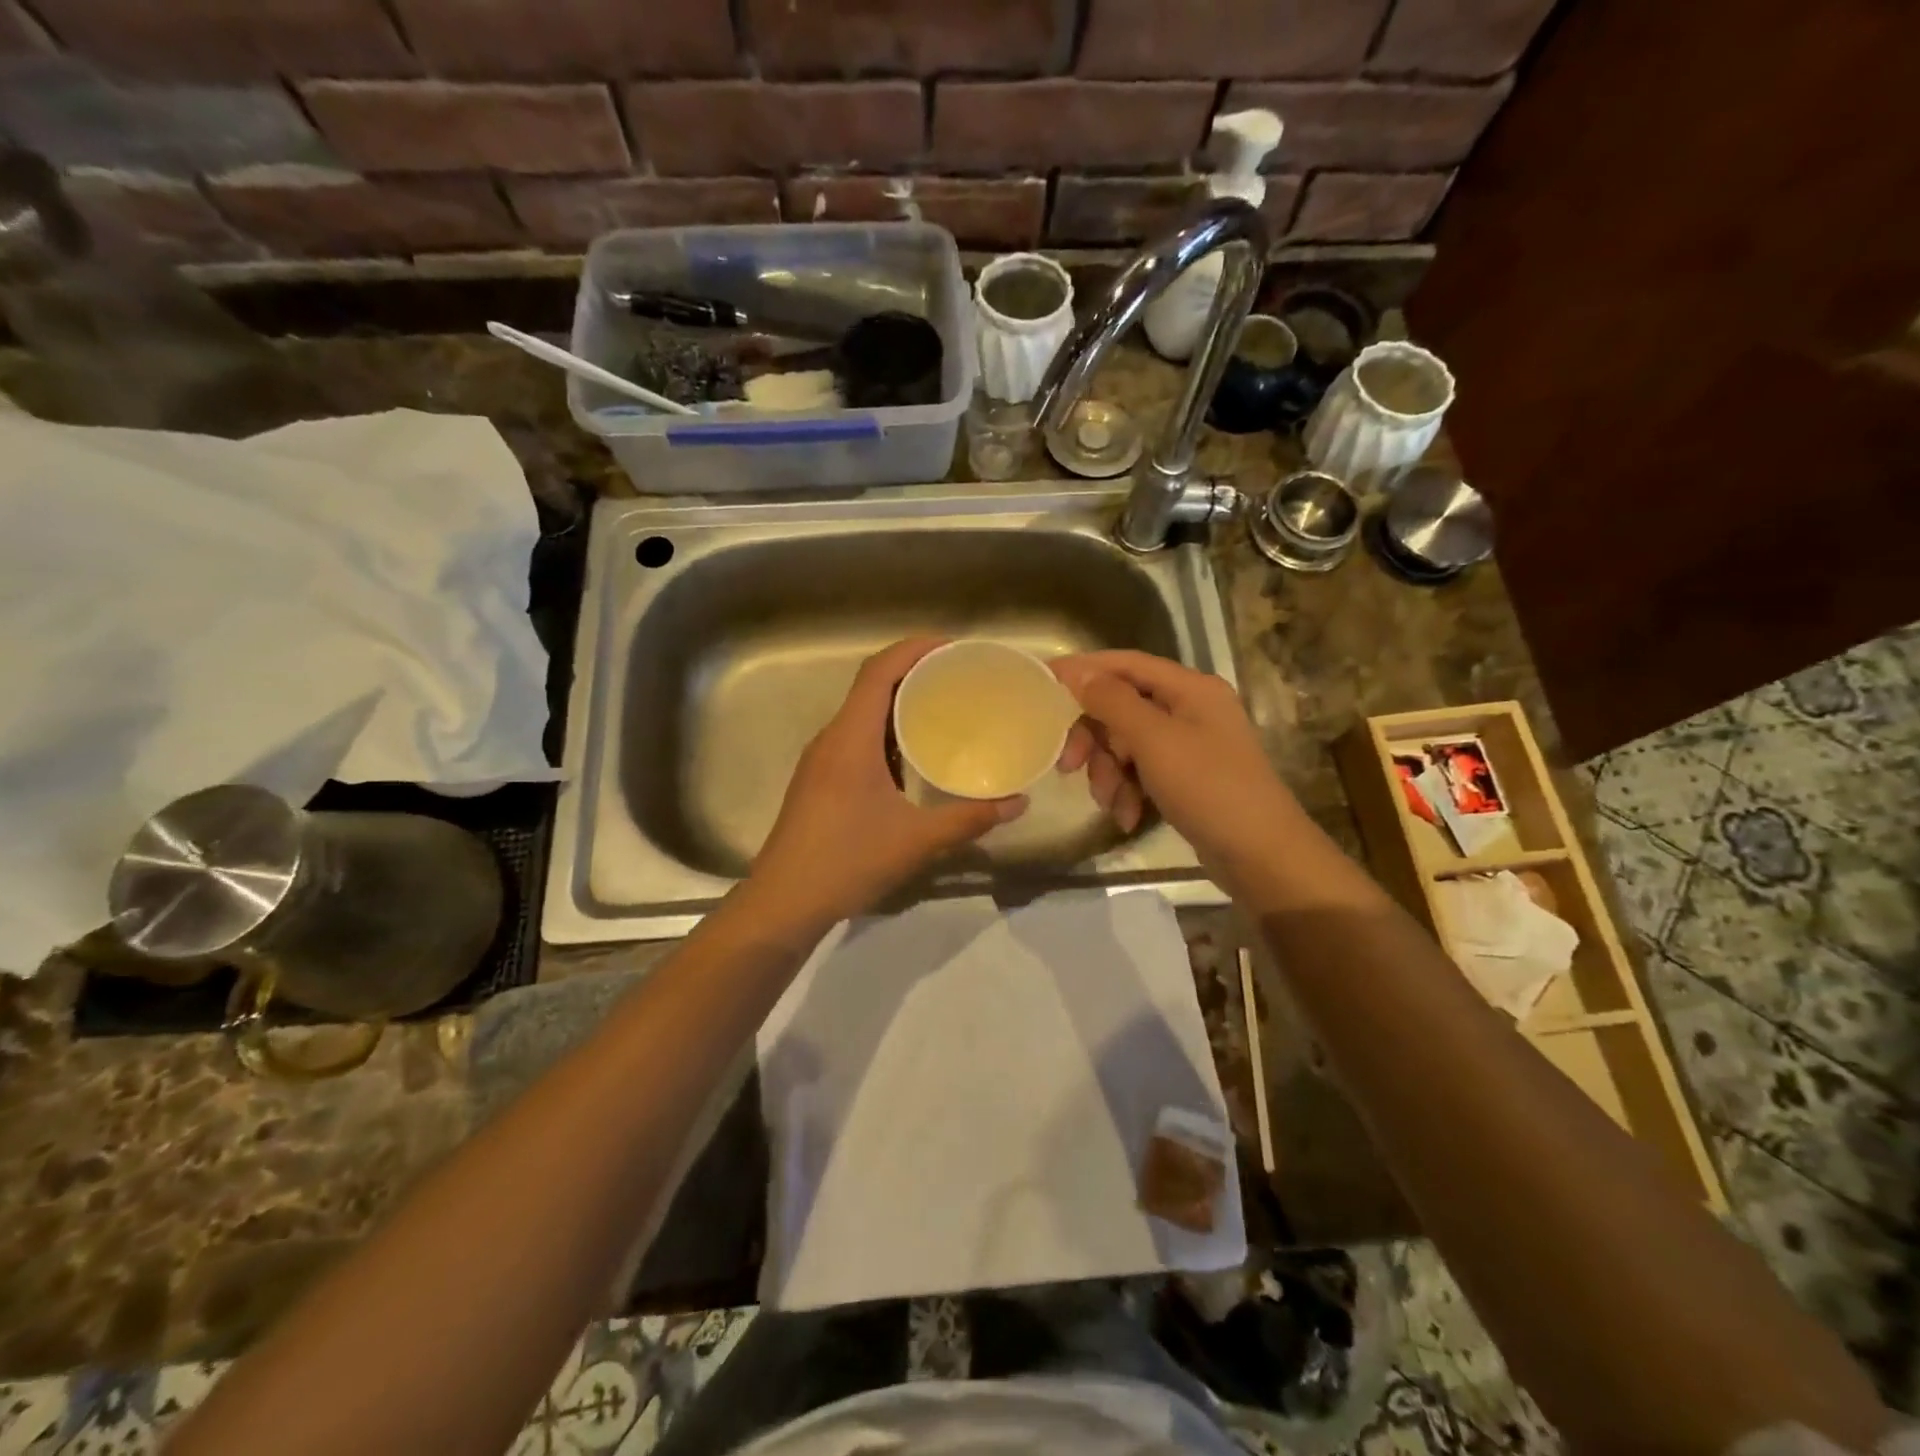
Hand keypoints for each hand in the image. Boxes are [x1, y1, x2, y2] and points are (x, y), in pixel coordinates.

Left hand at [752, 638, 1027, 927]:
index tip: (953, 646)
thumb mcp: (916, 840)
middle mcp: (832, 738)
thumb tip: (1018, 802)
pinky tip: (914, 753)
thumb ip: (969, 819)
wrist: (783, 902)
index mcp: (850, 738)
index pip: (879, 671)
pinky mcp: (820, 780)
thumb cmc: (846, 861)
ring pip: (863, 714)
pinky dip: (887, 731)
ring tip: (943, 706)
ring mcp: (822, 760)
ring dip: (899, 702)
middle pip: (871, 686)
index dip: (914, 649)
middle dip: (914, 672)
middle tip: (959, 676)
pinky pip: (857, 738)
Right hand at [1052, 650, 1299, 888]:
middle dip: (1094, 738)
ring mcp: (1189, 744)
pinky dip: (1128, 791)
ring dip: (1109, 772)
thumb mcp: (1154, 740)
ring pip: (1126, 744)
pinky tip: (1127, 817)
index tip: (1042, 682)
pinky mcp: (1185, 776)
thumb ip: (1112, 701)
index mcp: (1190, 688)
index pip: (1125, 664)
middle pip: (1121, 707)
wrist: (1260, 855)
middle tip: (1068, 765)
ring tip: (1112, 802)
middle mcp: (1190, 708)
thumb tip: (1077, 671)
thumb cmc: (1209, 788)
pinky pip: (1141, 771)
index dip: (1084, 670)